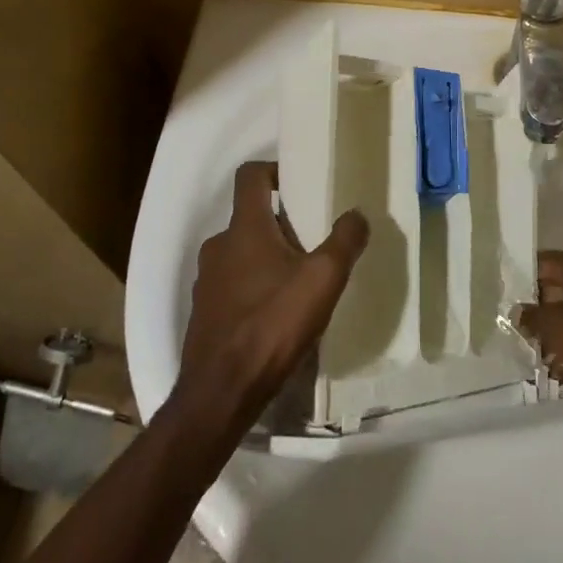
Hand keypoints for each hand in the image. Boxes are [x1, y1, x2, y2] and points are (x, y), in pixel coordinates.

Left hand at [172, 161, 368, 441]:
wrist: (221, 392)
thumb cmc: (272, 324)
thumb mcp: (322, 280)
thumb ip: (344, 241)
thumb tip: (357, 214)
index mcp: (244, 228)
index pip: (250, 176)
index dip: (273, 170)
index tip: (298, 183)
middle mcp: (219, 246)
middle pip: (249, 218)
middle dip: (280, 223)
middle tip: (312, 240)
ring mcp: (206, 281)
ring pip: (240, 253)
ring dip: (266, 257)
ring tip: (298, 281)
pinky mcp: (204, 312)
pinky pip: (231, 285)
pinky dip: (253, 287)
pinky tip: (276, 315)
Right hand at [517, 252, 562, 409]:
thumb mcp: (558, 328)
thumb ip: (532, 317)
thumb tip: (518, 311)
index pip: (541, 261)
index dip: (520, 277)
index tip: (502, 296)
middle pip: (559, 286)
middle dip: (538, 308)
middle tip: (516, 329)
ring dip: (559, 330)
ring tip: (538, 354)